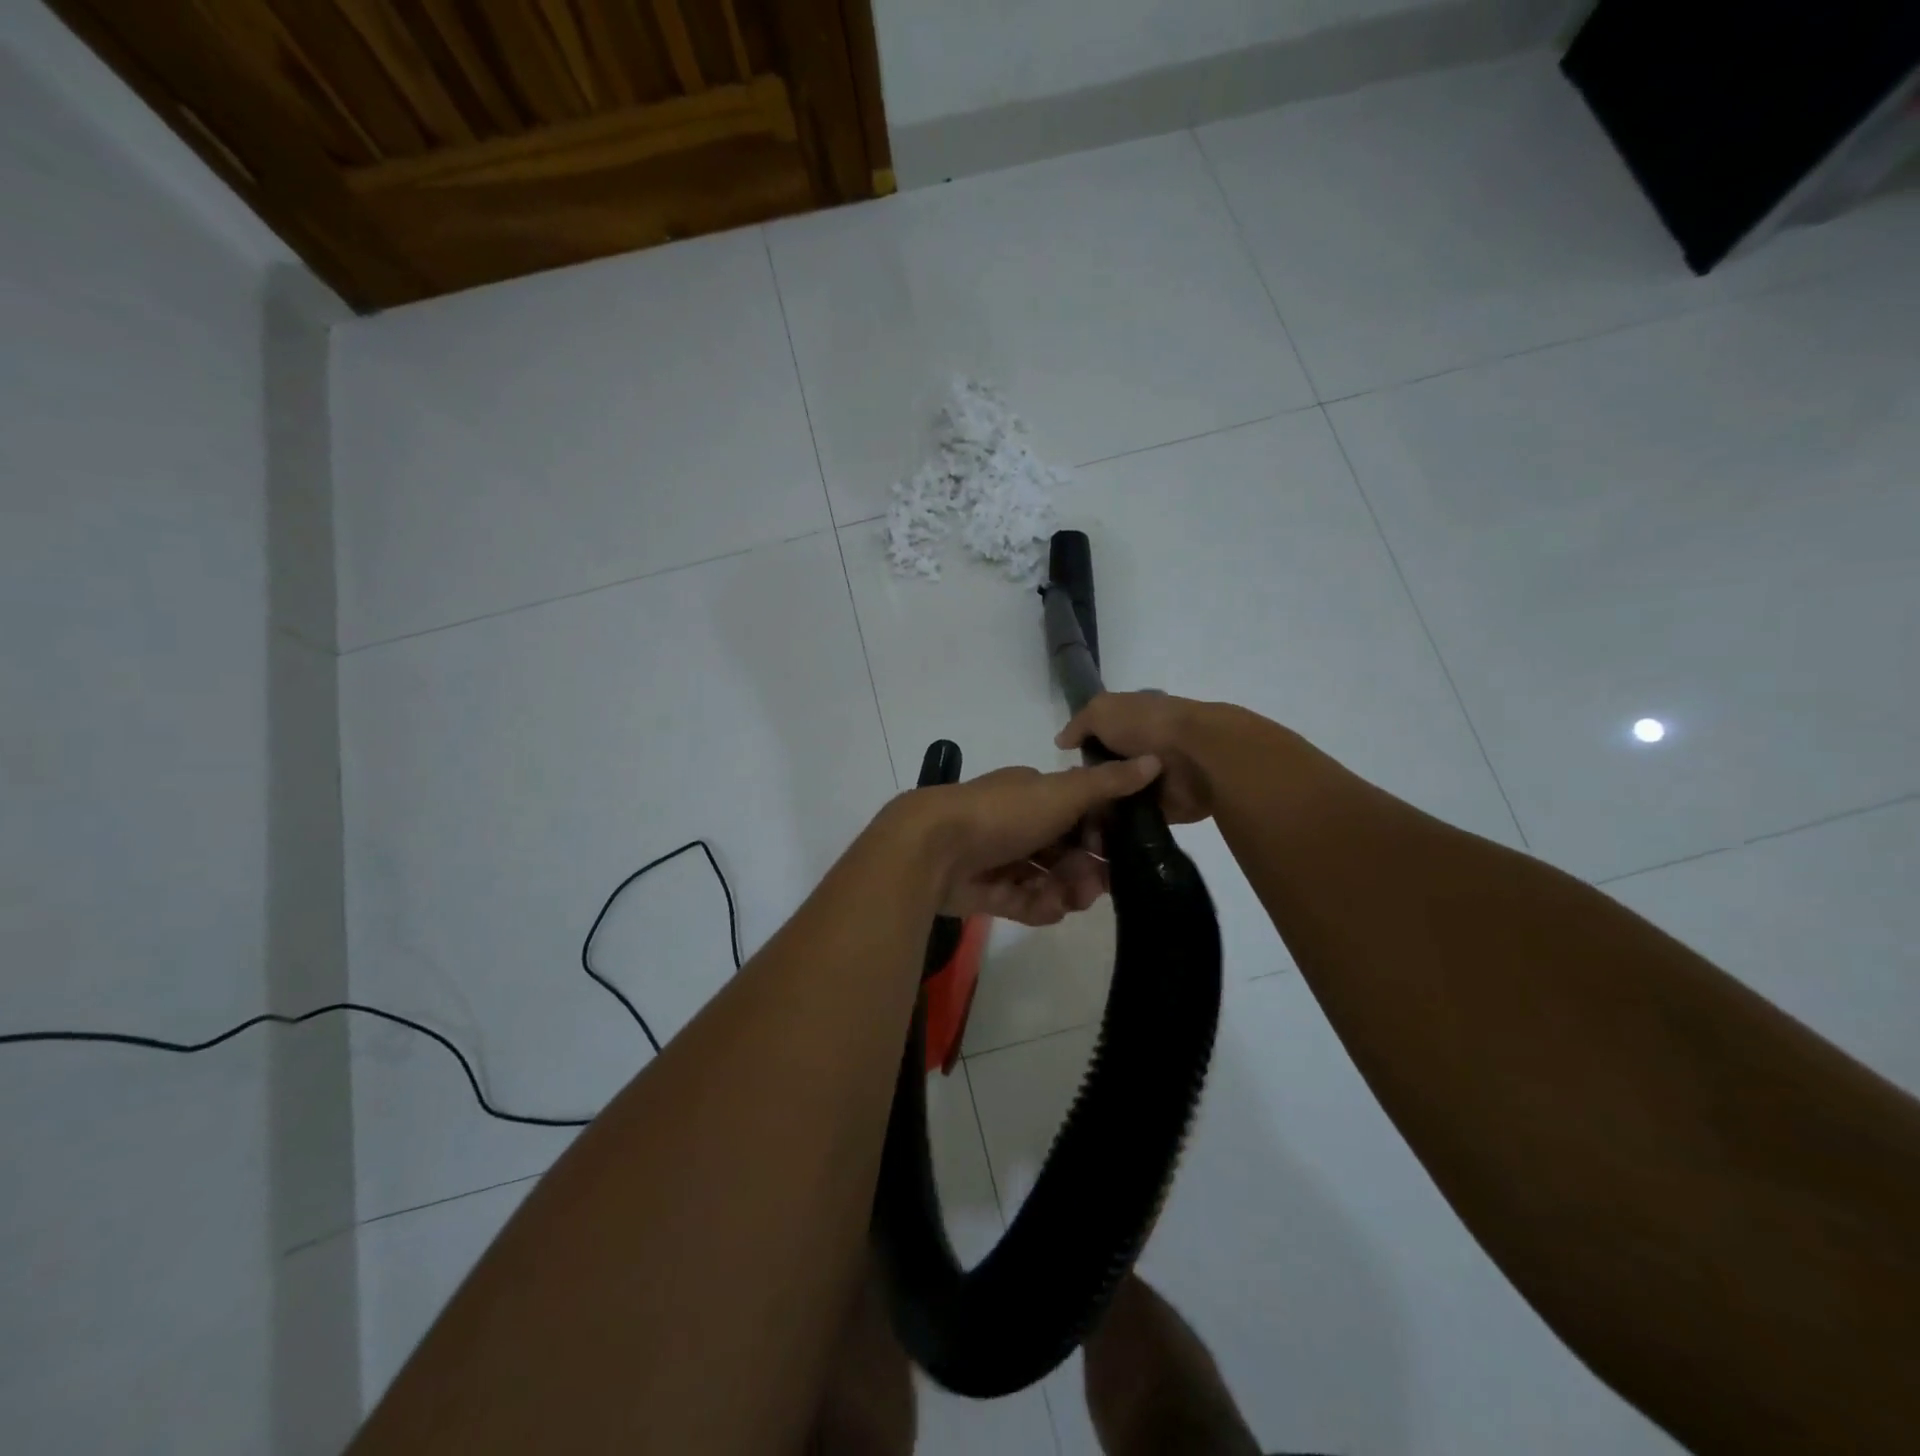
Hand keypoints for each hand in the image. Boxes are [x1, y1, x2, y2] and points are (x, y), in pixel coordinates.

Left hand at [896, 758, 1161, 924]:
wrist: (933, 848)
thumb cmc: (1003, 813)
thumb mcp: (1061, 792)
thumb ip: (1108, 783)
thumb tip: (1155, 760)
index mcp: (1033, 794)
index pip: (1078, 812)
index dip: (1101, 833)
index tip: (1120, 851)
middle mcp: (1017, 823)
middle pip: (1065, 850)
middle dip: (1086, 869)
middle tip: (1096, 886)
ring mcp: (999, 858)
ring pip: (1046, 878)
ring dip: (1064, 890)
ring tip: (1069, 900)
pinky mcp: (986, 891)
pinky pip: (1023, 901)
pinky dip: (1038, 905)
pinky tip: (1048, 909)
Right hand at [1056, 692, 1218, 823]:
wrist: (1197, 756)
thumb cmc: (1147, 725)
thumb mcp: (1102, 710)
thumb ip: (1079, 724)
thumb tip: (1062, 742)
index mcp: (1134, 721)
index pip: (1102, 736)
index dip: (1084, 749)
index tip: (1067, 768)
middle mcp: (1145, 749)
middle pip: (1109, 769)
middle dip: (1092, 783)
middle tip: (1071, 799)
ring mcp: (1157, 780)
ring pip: (1121, 796)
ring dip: (1106, 806)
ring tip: (1082, 820)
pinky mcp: (1168, 808)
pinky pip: (1138, 819)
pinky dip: (1123, 825)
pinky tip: (1102, 832)